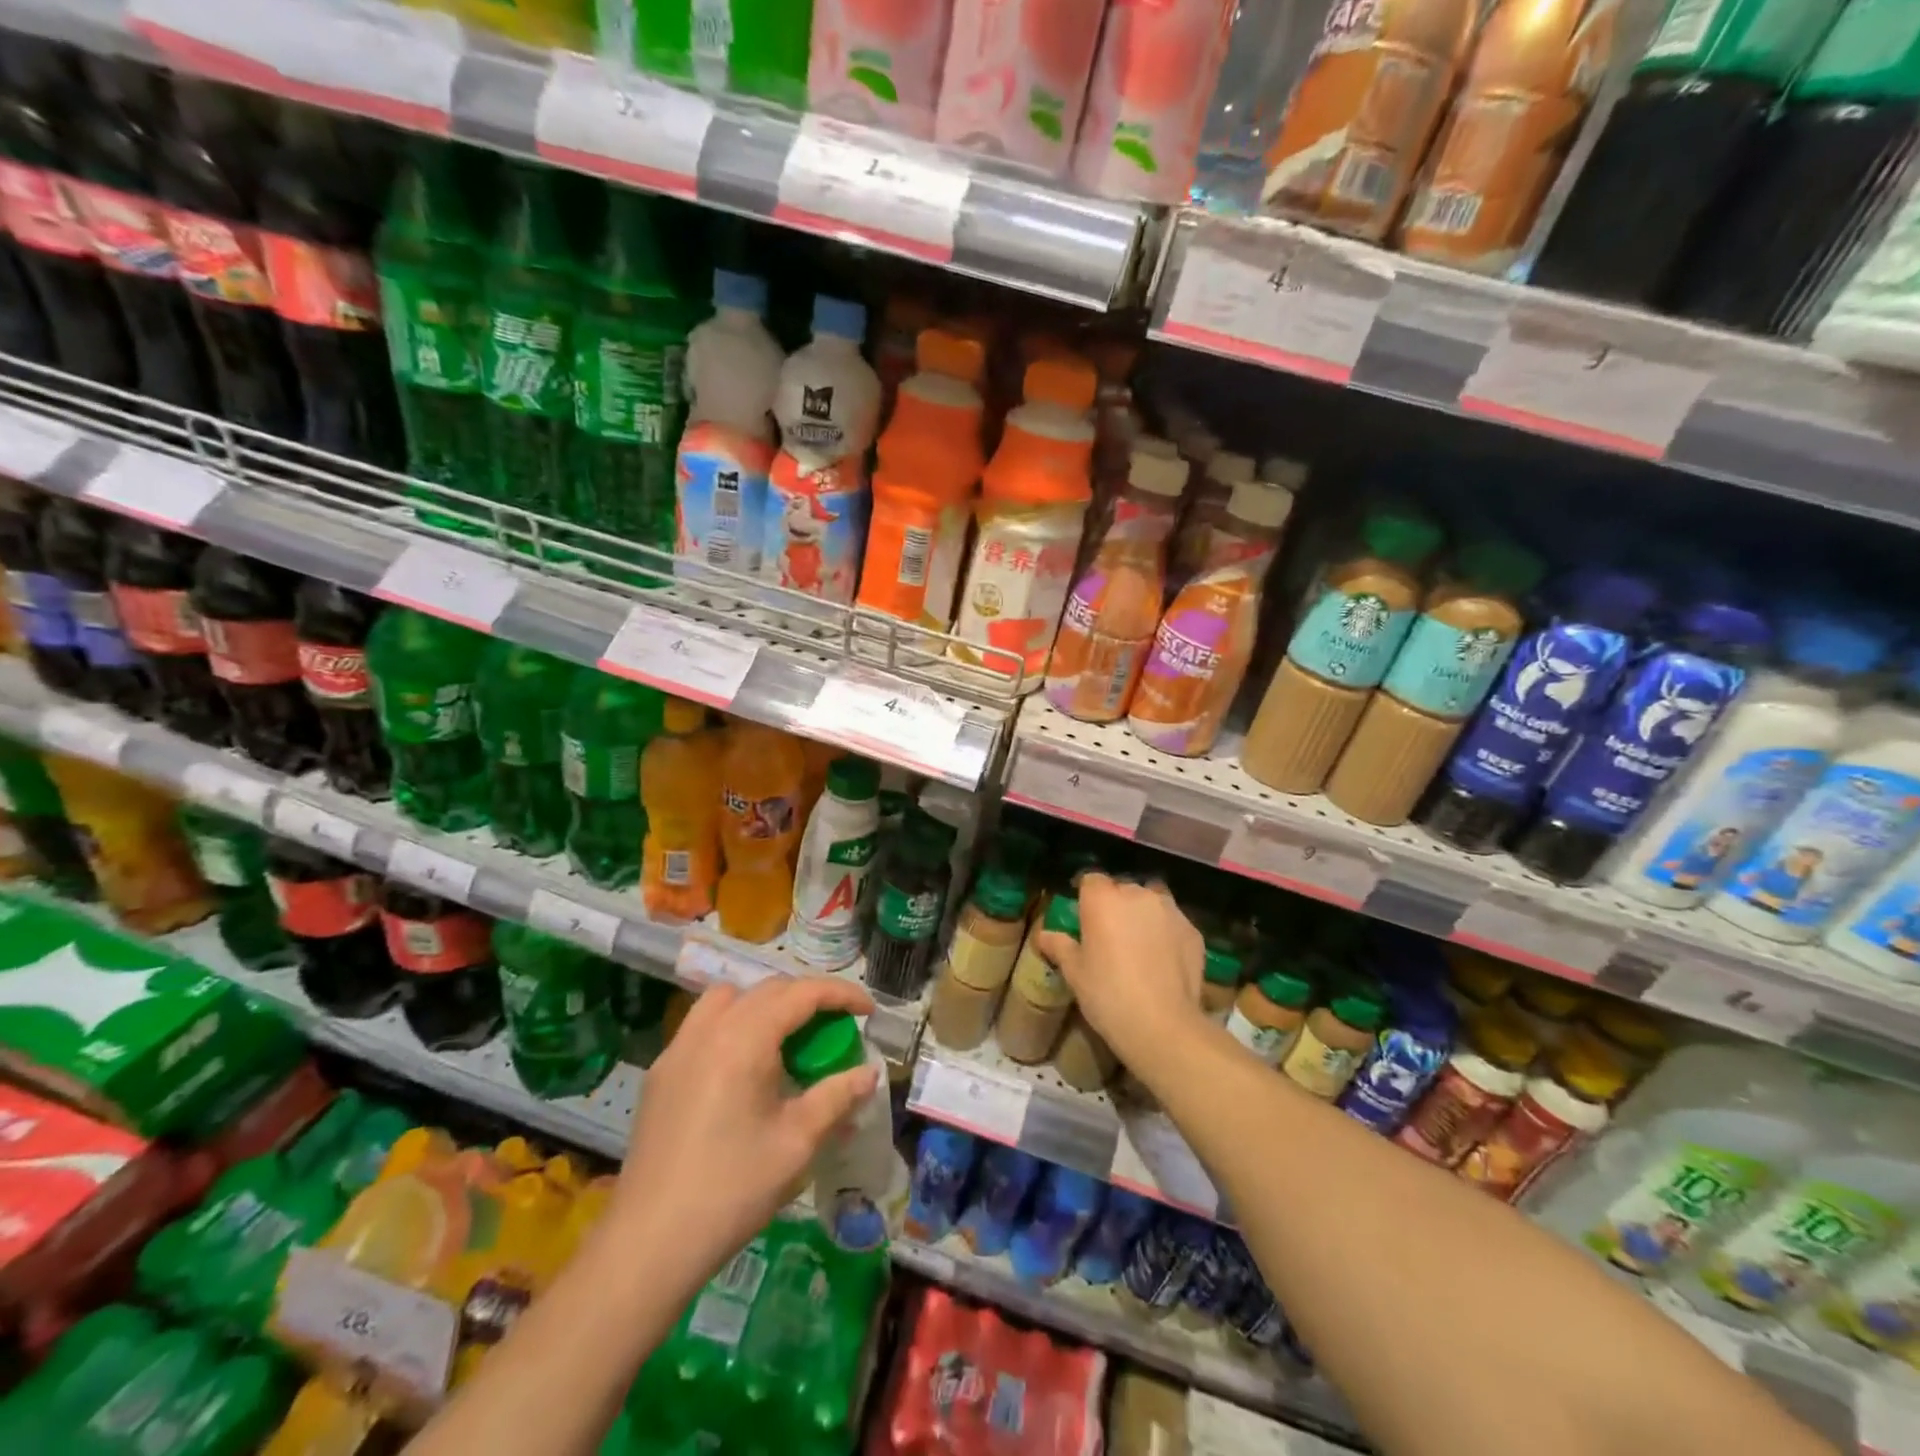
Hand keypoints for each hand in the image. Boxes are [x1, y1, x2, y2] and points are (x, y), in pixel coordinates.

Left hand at [609, 975, 877, 1291]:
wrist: (649, 1243)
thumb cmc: (732, 1189)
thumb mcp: (797, 1142)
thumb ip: (837, 1097)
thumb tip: (869, 1073)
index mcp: (745, 1039)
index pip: (802, 993)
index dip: (840, 994)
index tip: (868, 1010)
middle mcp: (709, 1030)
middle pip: (767, 990)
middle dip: (807, 999)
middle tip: (834, 1028)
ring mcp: (678, 1049)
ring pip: (728, 998)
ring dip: (764, 1004)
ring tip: (785, 1039)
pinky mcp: (661, 1073)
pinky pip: (703, 1024)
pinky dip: (733, 1024)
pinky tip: (744, 1067)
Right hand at [1035, 872, 1208, 1076]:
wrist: (1163, 1025)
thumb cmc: (1108, 994)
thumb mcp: (1075, 973)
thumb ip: (1060, 946)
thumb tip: (1043, 935)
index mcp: (1103, 899)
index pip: (1091, 880)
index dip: (1086, 897)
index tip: (1084, 918)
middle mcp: (1138, 894)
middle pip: (1123, 889)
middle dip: (1116, 905)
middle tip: (1110, 936)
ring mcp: (1170, 910)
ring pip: (1152, 901)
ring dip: (1144, 915)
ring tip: (1140, 944)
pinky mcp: (1193, 930)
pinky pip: (1174, 923)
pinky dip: (1167, 933)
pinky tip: (1163, 960)